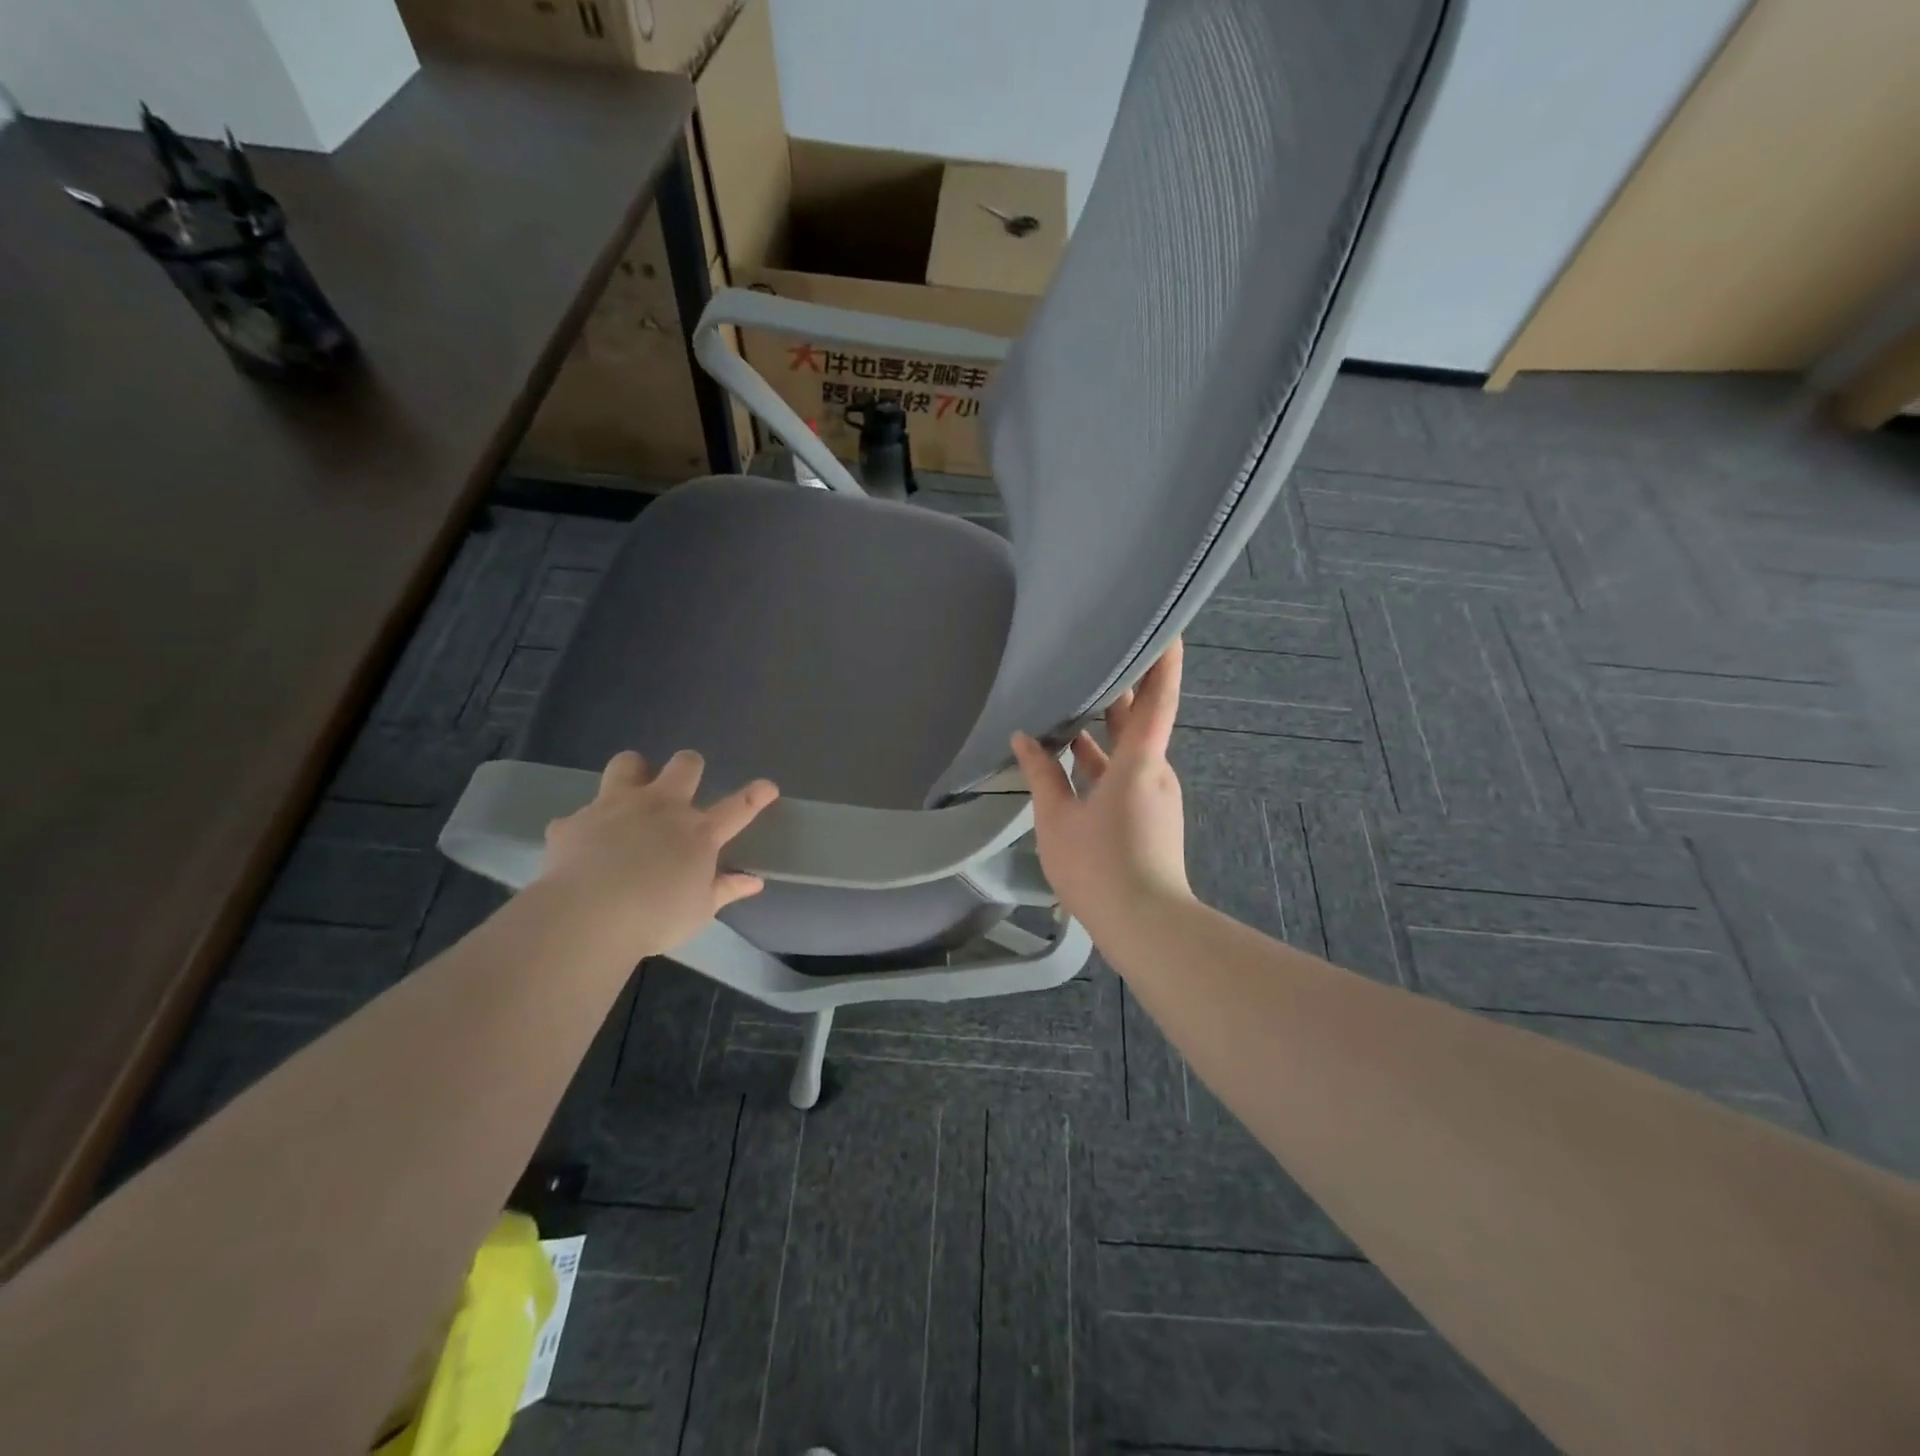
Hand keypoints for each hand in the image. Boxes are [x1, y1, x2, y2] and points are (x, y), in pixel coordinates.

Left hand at [538, 750, 778, 957]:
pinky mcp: (575, 821)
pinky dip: (583, 829)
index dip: (756, 795)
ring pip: (627, 764)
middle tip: (684, 783)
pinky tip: (581, 847)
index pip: (738, 807)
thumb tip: (754, 882)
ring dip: (633, 773)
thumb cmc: (655, 918)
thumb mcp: (699, 911)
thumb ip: (725, 890)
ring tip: (630, 791)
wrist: (586, 917)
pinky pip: (578, 817)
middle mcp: (661, 808)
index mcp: (698, 833)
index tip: (768, 786)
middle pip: (684, 766)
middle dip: (689, 766)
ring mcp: (616, 807)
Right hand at [1010, 639, 1190, 936]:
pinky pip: (1126, 774)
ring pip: (1130, 750)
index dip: (1164, 659)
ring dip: (1105, 728)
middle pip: (1142, 719)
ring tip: (1073, 701)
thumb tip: (1025, 738)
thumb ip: (1042, 774)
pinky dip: (1102, 760)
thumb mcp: (1057, 818)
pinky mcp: (1150, 816)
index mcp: (1140, 761)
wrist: (1144, 925)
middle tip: (1102, 652)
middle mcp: (1155, 771)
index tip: (1168, 625)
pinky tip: (1071, 758)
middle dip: (1123, 688)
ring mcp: (1155, 795)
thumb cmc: (1099, 865)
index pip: (1158, 698)